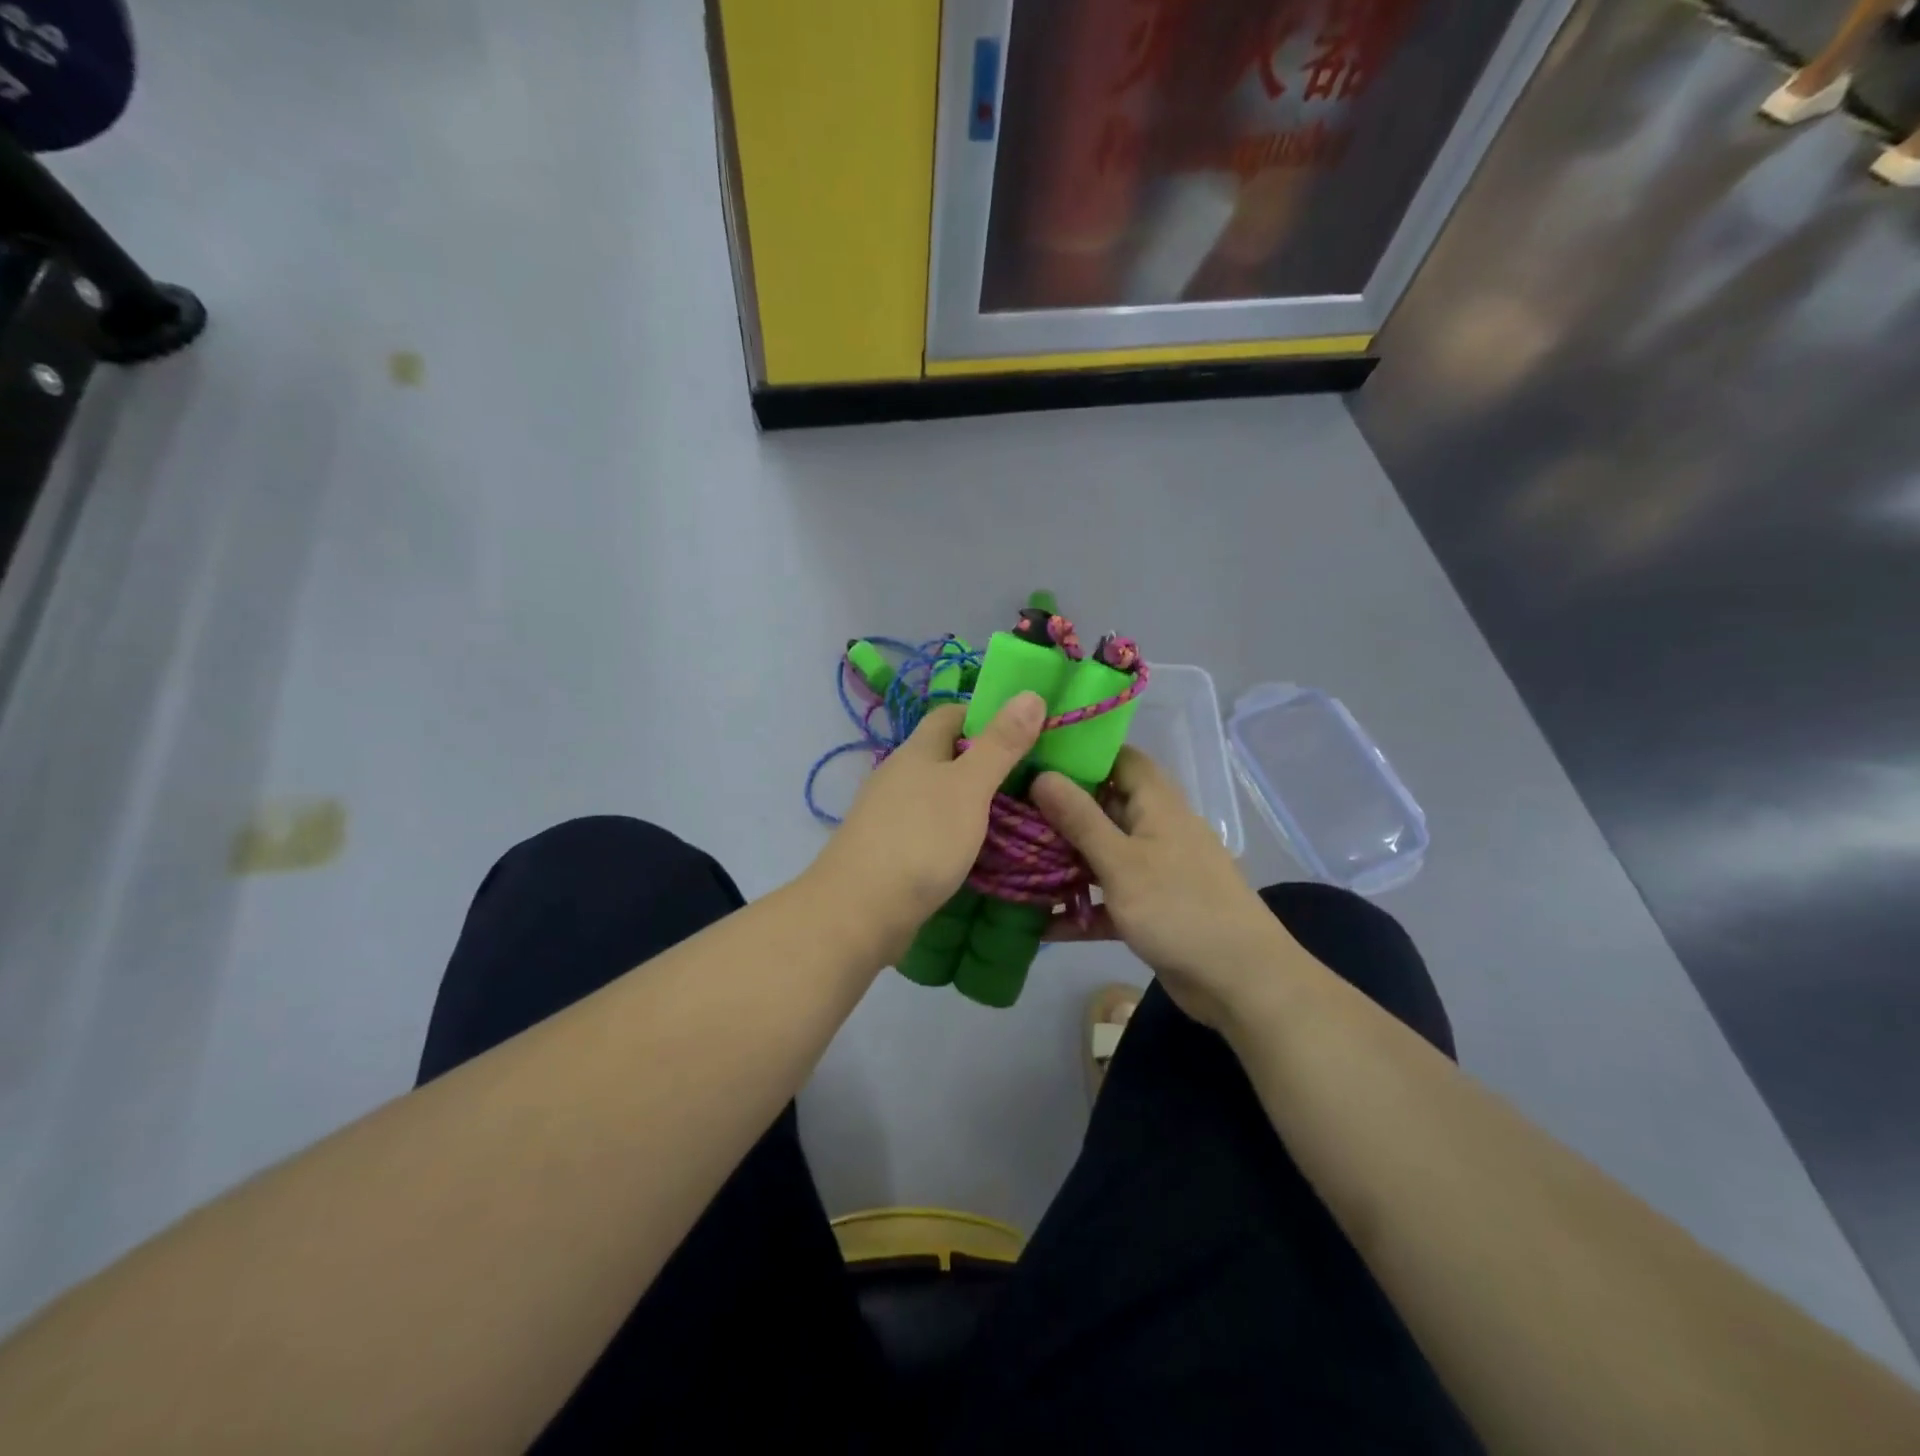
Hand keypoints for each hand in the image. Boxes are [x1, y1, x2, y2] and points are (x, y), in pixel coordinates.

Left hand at [809, 693, 1047, 964]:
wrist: (859, 911)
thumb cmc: (919, 839)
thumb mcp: (969, 788)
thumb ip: (1000, 745)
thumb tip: (1030, 693)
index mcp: (916, 751)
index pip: (951, 714)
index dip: (987, 715)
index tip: (1026, 731)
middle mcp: (900, 775)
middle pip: (946, 755)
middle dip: (987, 762)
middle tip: (1035, 778)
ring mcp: (891, 815)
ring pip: (940, 795)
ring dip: (973, 801)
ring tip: (1019, 815)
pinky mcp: (891, 851)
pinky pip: (932, 829)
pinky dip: (958, 833)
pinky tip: (981, 850)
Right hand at [1031, 747, 1301, 1029]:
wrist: (1240, 981)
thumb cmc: (1180, 908)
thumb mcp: (1122, 862)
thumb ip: (1080, 819)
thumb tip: (1042, 774)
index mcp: (1156, 804)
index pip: (1120, 758)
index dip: (1081, 753)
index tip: (1034, 756)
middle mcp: (1154, 829)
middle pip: (1103, 806)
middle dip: (1059, 810)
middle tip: (1009, 811)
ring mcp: (1153, 870)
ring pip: (1100, 854)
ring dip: (1063, 860)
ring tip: (1011, 860)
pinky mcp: (1149, 908)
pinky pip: (1106, 898)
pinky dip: (1079, 907)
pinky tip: (1038, 922)